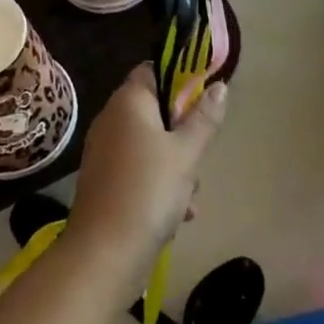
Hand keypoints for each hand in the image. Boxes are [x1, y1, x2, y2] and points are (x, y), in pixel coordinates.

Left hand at [67, 65, 227, 286]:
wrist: (104, 253)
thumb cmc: (149, 190)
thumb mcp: (186, 153)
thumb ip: (204, 118)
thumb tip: (219, 86)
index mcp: (128, 101)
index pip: (152, 70)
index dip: (179, 80)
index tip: (201, 103)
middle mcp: (111, 119)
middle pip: (155, 110)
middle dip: (182, 133)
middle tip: (198, 155)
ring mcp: (105, 151)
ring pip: (150, 144)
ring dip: (175, 165)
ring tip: (190, 195)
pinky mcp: (104, 181)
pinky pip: (138, 170)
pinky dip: (158, 185)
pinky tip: (179, 214)